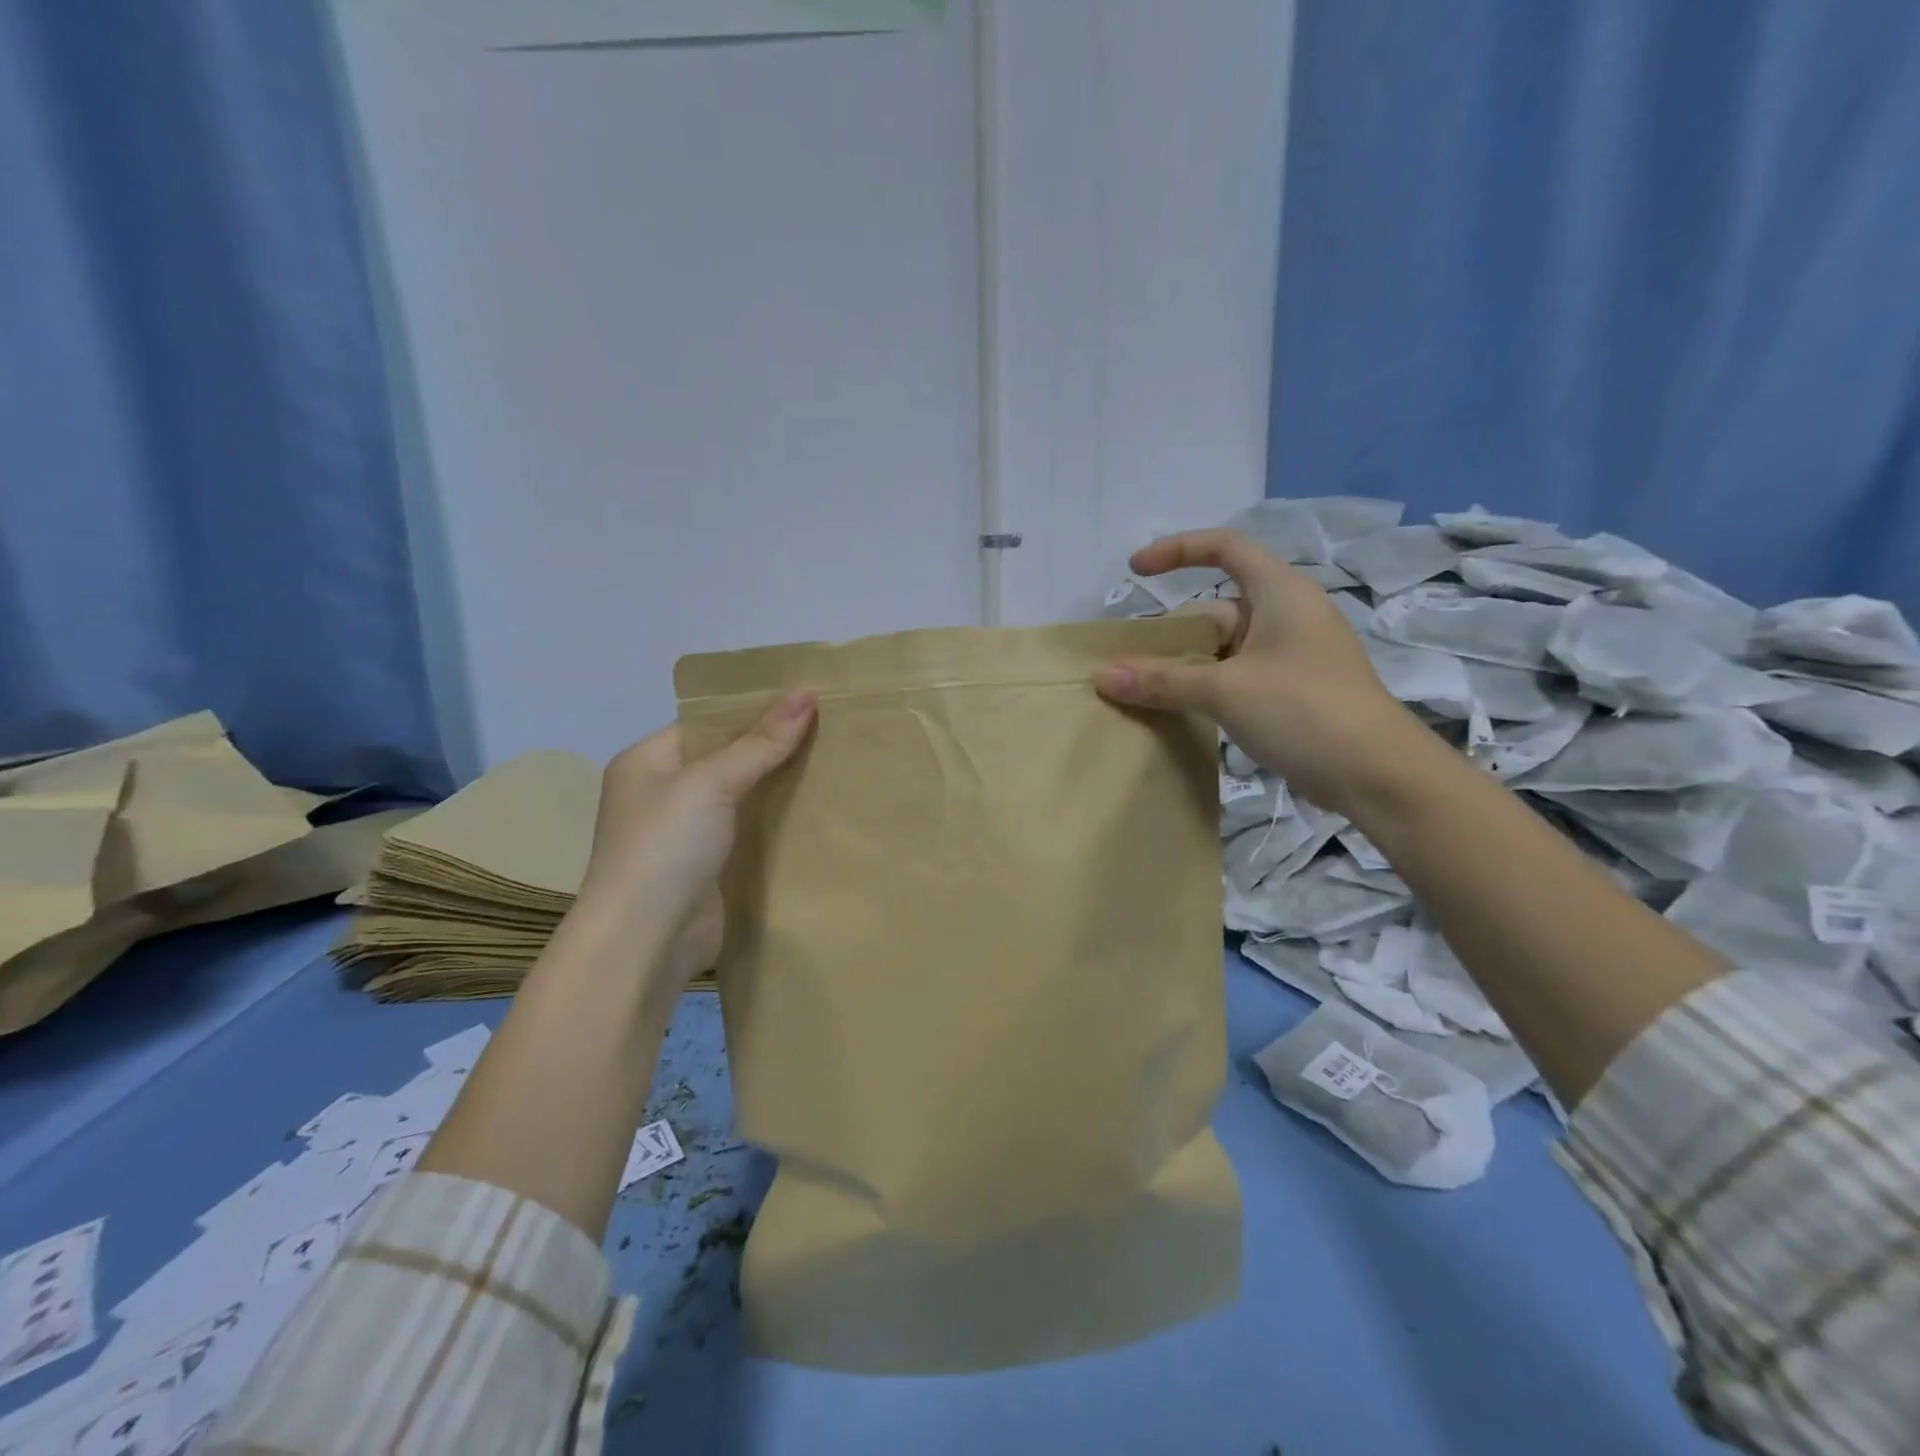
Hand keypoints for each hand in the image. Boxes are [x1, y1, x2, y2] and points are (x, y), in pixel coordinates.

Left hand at [566, 691, 816, 998]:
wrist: (645, 942)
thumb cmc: (665, 847)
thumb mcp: (711, 783)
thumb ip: (760, 741)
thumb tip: (807, 692)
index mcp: (648, 761)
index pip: (707, 721)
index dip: (754, 709)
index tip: (807, 699)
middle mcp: (664, 793)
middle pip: (728, 758)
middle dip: (774, 747)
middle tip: (832, 727)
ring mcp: (688, 833)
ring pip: (744, 797)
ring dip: (781, 785)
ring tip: (836, 761)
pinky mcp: (712, 866)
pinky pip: (751, 832)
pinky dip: (780, 822)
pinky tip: (821, 809)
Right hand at [1093, 530, 1424, 816]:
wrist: (1378, 775)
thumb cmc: (1304, 710)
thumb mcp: (1226, 690)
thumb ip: (1162, 680)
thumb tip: (1103, 676)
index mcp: (1281, 593)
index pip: (1225, 547)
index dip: (1177, 550)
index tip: (1135, 571)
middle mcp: (1288, 616)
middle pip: (1217, 608)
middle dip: (1173, 633)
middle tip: (1131, 664)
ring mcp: (1292, 657)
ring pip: (1225, 649)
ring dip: (1186, 666)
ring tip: (1145, 692)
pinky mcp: (1293, 692)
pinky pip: (1237, 677)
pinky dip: (1207, 688)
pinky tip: (1182, 714)